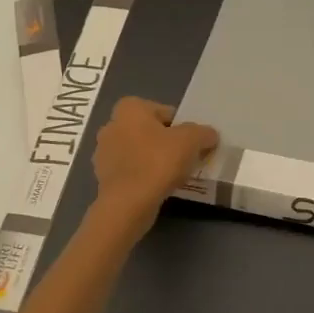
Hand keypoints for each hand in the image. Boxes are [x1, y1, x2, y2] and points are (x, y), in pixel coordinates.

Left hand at [91, 98, 219, 229]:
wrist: (128, 203)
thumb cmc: (158, 162)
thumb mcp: (191, 141)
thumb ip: (203, 133)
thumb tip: (210, 135)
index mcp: (130, 108)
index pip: (166, 112)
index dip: (182, 128)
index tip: (192, 145)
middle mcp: (112, 124)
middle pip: (151, 131)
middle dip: (167, 143)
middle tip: (185, 159)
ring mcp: (104, 152)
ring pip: (139, 152)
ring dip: (154, 160)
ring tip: (173, 176)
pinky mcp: (103, 177)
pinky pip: (131, 170)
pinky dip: (143, 176)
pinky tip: (157, 188)